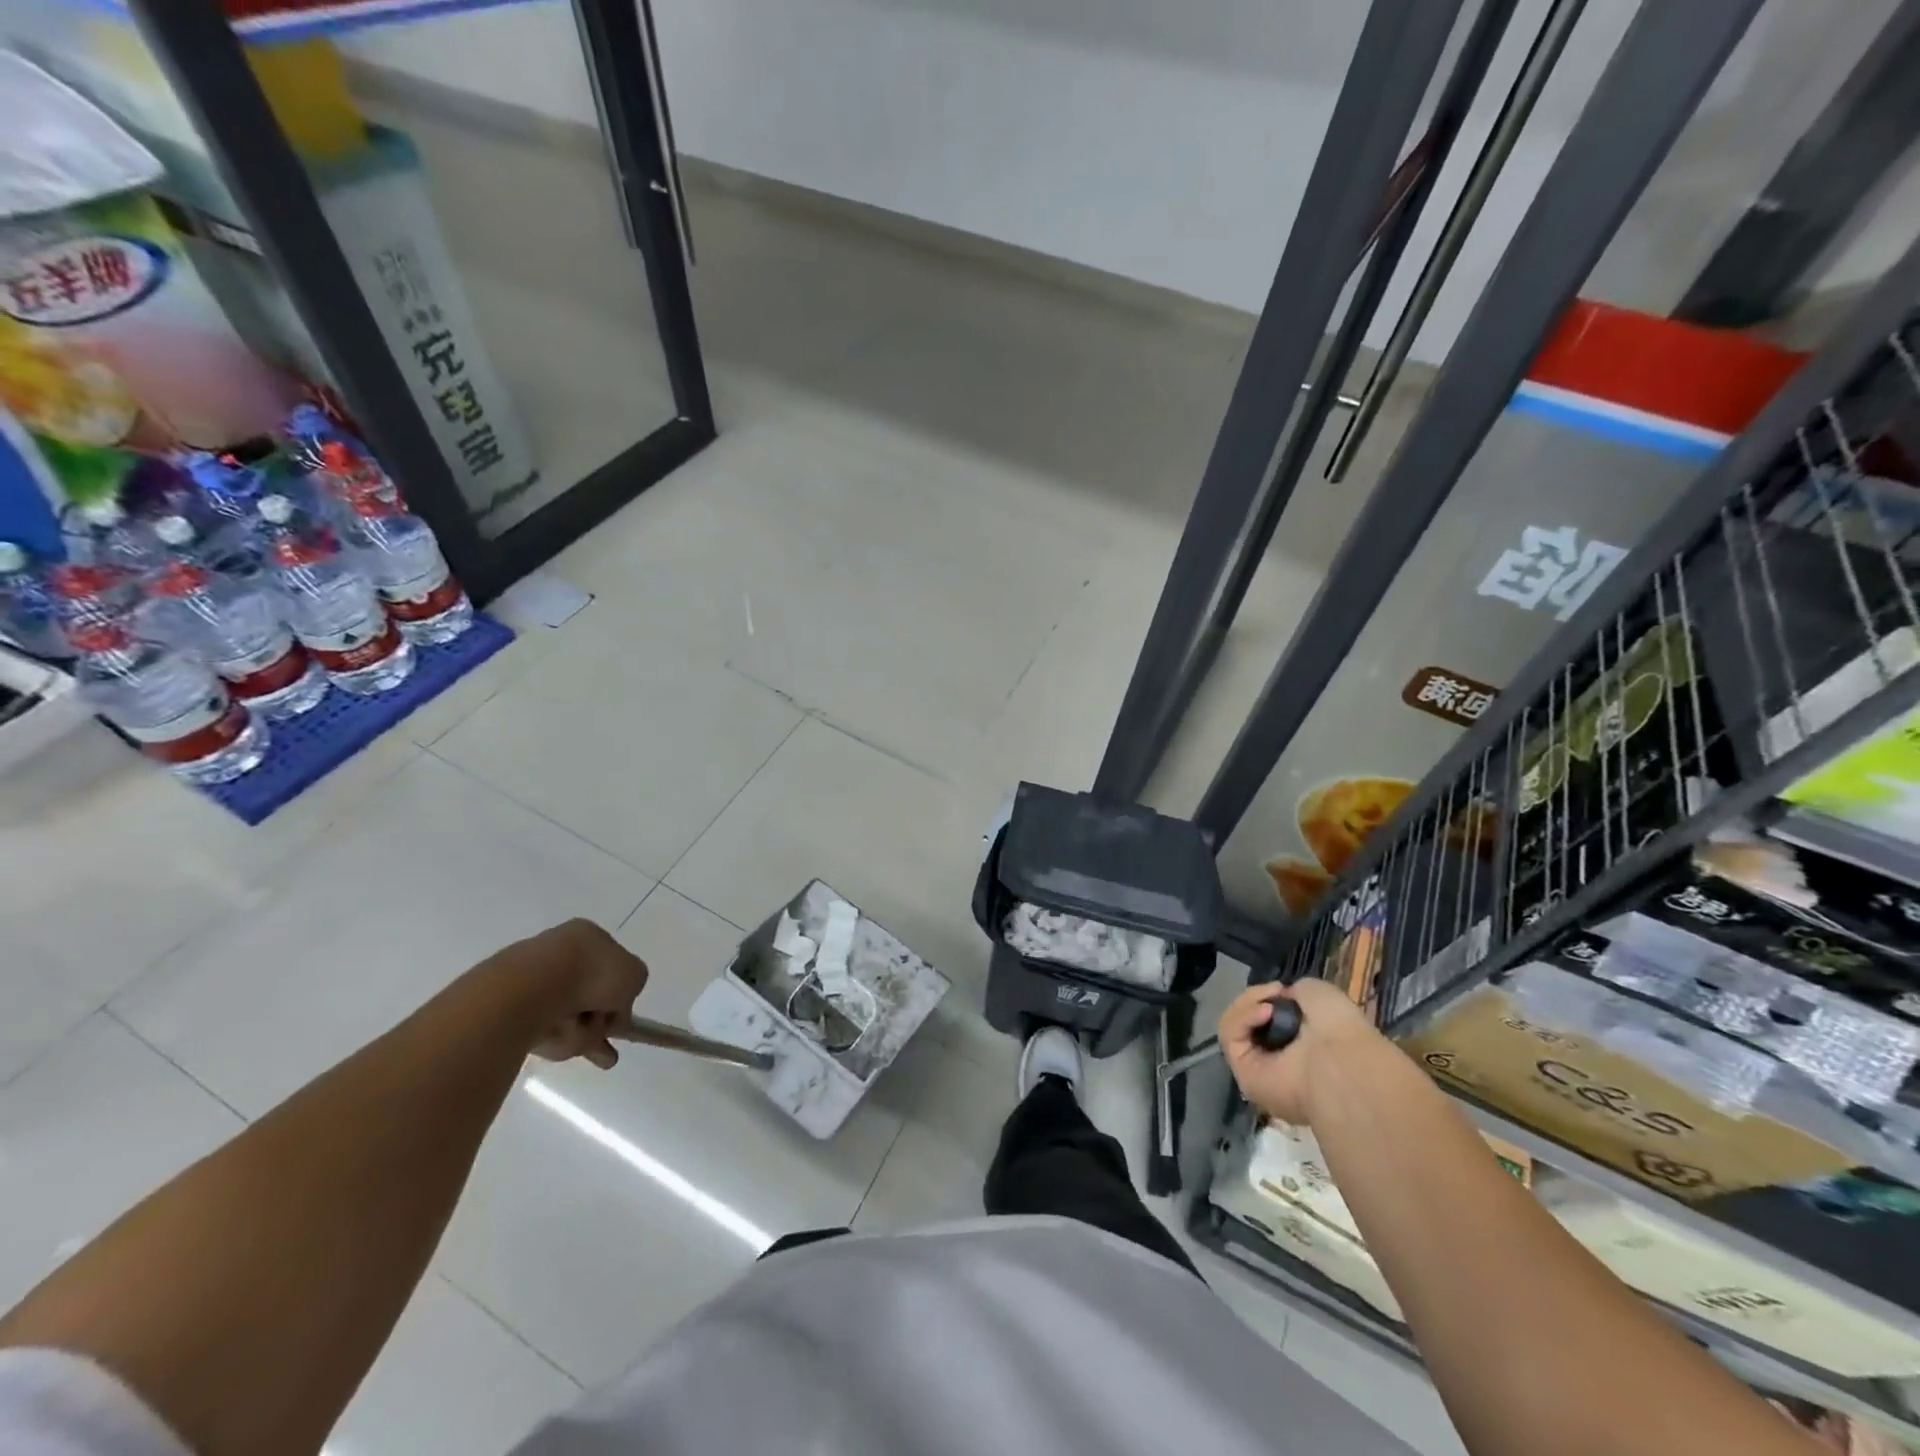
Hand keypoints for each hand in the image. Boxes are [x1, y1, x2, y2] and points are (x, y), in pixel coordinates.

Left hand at [522, 920, 650, 1068]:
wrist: (531, 989)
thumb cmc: (591, 973)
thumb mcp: (634, 975)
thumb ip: (633, 987)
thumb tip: (617, 1005)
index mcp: (588, 936)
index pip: (609, 968)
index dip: (619, 996)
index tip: (621, 1019)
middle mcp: (559, 952)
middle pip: (587, 997)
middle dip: (598, 1024)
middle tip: (606, 1050)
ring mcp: (532, 978)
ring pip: (568, 1016)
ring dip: (580, 1033)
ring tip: (581, 1040)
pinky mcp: (509, 1005)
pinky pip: (542, 1029)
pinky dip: (555, 1038)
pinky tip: (559, 1039)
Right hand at [1219, 979, 1378, 1124]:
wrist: (1343, 1061)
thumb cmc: (1340, 1030)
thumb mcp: (1318, 993)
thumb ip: (1295, 992)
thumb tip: (1279, 998)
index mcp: (1300, 1048)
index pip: (1268, 1018)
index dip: (1269, 998)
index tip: (1283, 989)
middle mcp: (1278, 1062)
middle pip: (1245, 1020)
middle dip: (1254, 999)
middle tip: (1274, 991)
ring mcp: (1258, 1069)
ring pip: (1233, 1026)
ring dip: (1247, 1004)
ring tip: (1270, 1004)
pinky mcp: (1243, 1074)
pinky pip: (1230, 1037)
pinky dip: (1243, 1017)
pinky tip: (1265, 1011)